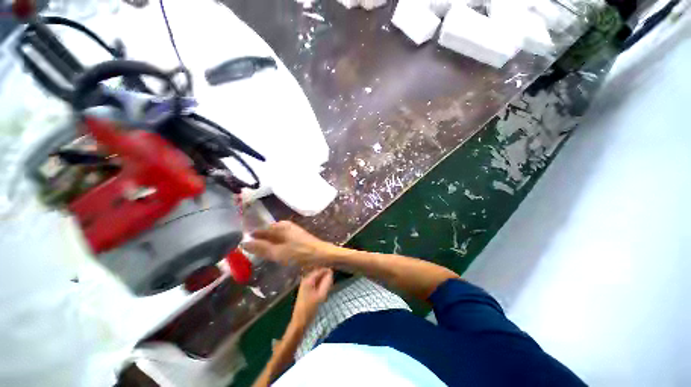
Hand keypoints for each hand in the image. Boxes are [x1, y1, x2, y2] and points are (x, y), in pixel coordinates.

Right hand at [243, 221, 331, 266]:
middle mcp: (286, 226)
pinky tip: (273, 253)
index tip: (239, 244)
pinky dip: (275, 246)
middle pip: (267, 232)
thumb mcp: (279, 252)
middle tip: (246, 251)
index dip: (251, 236)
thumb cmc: (301, 253)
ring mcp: (292, 231)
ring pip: (274, 236)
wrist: (323, 255)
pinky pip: (281, 240)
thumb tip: (243, 242)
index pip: (261, 228)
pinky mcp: (296, 238)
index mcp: (281, 226)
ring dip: (266, 243)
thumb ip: (262, 248)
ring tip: (257, 253)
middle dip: (258, 240)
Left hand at [292, 268, 332, 326]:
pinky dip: (321, 284)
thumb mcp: (320, 295)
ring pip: (317, 278)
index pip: (320, 270)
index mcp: (308, 279)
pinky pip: (315, 283)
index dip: (328, 270)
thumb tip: (331, 272)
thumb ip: (326, 283)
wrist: (299, 322)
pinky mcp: (306, 290)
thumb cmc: (310, 309)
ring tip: (330, 285)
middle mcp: (305, 280)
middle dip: (326, 275)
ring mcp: (305, 285)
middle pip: (318, 273)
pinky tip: (324, 289)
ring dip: (324, 280)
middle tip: (333, 281)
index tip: (335, 273)